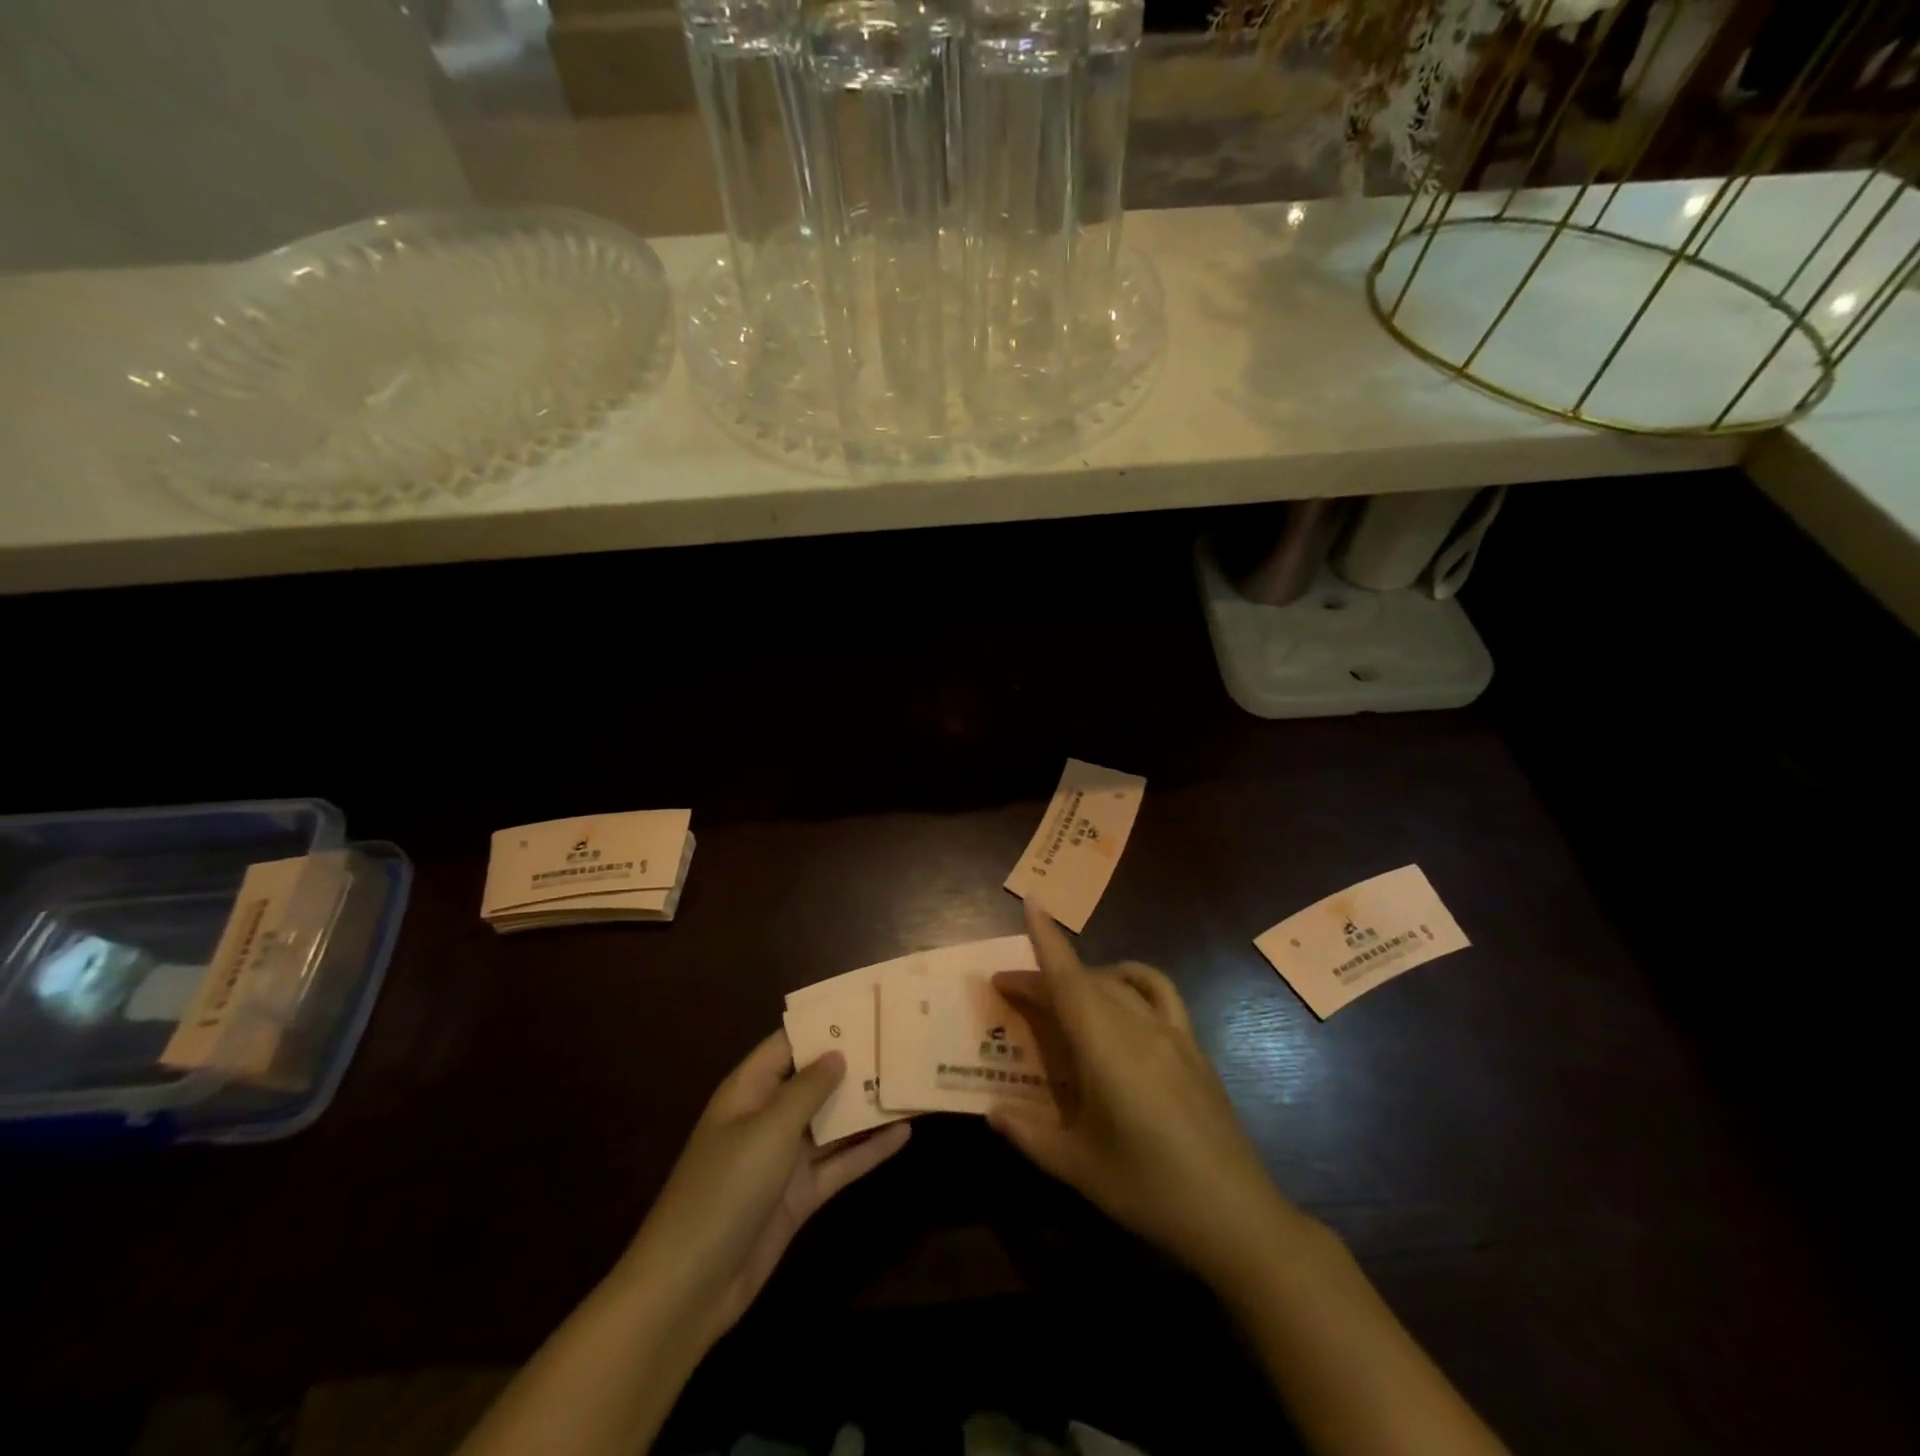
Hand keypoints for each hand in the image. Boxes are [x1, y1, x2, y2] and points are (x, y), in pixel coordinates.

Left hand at [623, 1032, 909, 1345]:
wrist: (690, 1286)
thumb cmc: (725, 1189)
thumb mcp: (769, 1129)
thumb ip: (807, 1089)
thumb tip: (837, 1053)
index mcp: (749, 1090)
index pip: (789, 1044)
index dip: (823, 1025)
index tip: (866, 1007)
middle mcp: (768, 1117)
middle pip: (815, 1081)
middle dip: (853, 1064)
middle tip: (900, 1041)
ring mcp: (784, 1159)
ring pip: (832, 1123)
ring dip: (866, 1106)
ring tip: (910, 1081)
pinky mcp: (800, 1195)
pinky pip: (840, 1163)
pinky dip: (869, 1150)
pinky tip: (905, 1133)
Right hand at [991, 902, 1303, 1283]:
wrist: (1235, 1216)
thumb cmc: (1149, 1191)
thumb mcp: (1078, 1168)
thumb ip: (1029, 1134)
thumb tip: (991, 1111)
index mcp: (1106, 1050)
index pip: (1069, 980)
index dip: (1047, 939)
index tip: (1029, 904)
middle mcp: (1137, 1027)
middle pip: (1084, 982)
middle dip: (1044, 977)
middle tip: (1011, 992)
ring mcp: (1170, 1032)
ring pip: (1116, 984)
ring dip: (1082, 978)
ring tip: (1059, 996)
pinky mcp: (1192, 1044)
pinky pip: (1159, 991)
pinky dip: (1132, 978)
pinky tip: (1120, 993)